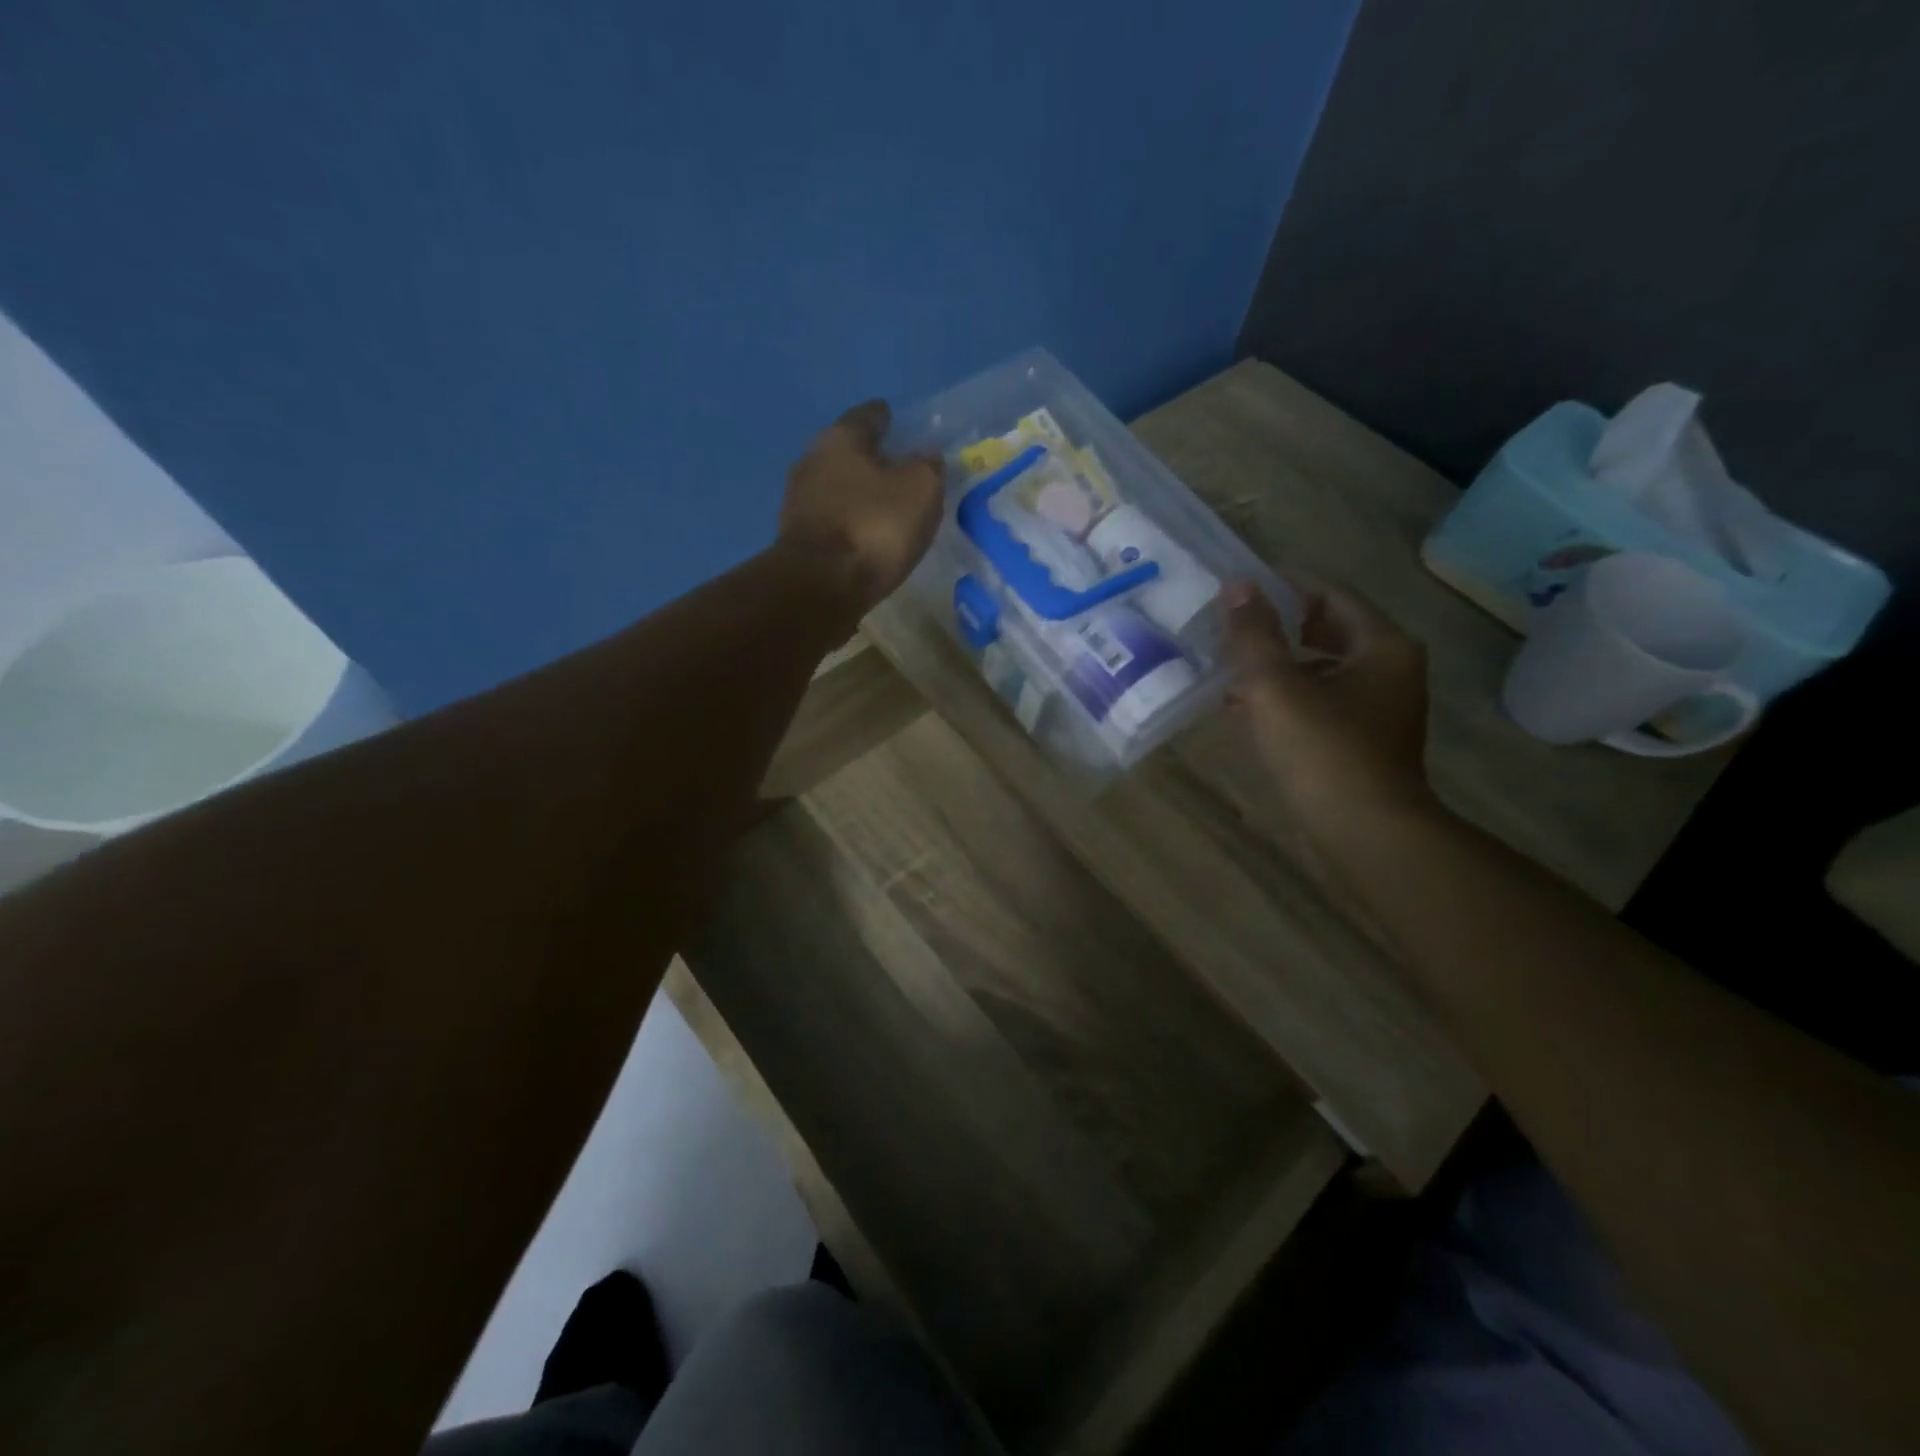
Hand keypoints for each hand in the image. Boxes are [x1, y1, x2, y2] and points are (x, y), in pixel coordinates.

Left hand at [776, 400, 943, 614]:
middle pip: (846, 452)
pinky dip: (849, 522)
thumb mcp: (920, 490)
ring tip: (885, 504)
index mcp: (840, 439)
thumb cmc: (874, 527)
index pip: (866, 416)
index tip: (895, 418)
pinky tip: (866, 534)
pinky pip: (832, 520)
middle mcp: (811, 462)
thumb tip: (927, 456)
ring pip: (836, 487)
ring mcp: (798, 502)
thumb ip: (927, 467)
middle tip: (896, 466)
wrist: (820, 587)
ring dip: (858, 493)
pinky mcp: (797, 540)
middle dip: (870, 457)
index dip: (884, 417)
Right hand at [1222, 579, 1435, 829]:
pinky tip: (1252, 716)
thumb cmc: (1323, 750)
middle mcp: (1392, 669)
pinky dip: (1292, 701)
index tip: (1239, 604)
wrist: (1366, 831)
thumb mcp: (1276, 687)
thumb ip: (1254, 635)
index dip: (1283, 594)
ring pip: (1324, 670)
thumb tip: (1237, 585)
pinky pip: (1325, 702)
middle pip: (1328, 633)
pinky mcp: (1368, 740)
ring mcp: (1383, 707)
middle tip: (1233, 640)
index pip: (1330, 597)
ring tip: (1233, 680)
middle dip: (1278, 635)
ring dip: (1280, 671)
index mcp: (1382, 646)